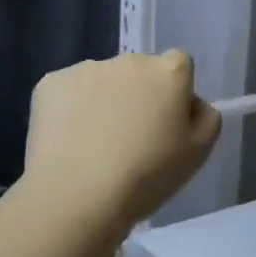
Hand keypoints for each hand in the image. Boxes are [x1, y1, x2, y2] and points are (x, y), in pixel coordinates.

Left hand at [24, 51, 221, 233]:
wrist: (77, 196)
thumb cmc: (148, 176)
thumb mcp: (199, 153)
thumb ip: (206, 117)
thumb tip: (191, 104)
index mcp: (169, 72)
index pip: (180, 65)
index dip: (176, 93)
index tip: (167, 124)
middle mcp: (129, 60)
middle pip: (140, 71)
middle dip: (139, 95)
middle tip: (132, 139)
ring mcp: (86, 68)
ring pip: (103, 81)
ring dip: (105, 100)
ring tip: (95, 145)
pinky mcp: (50, 83)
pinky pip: (69, 92)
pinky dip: (71, 110)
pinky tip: (70, 142)